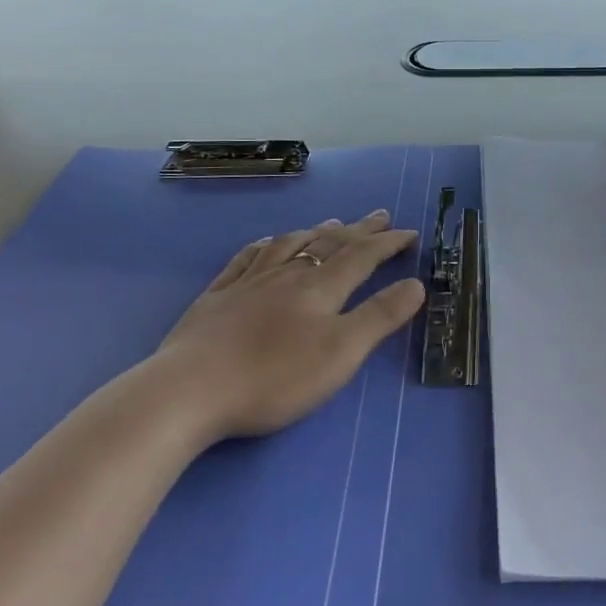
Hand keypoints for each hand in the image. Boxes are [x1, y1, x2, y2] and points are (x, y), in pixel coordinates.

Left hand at [155, 210, 425, 440]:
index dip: (388, 243)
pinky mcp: (217, 297)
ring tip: (331, 223)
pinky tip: (267, 243)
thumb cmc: (274, 377)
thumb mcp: (340, 353)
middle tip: (379, 216)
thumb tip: (416, 284)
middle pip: (329, 244)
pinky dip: (265, 245)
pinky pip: (247, 258)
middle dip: (358, 230)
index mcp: (320, 288)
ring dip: (316, 231)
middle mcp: (287, 274)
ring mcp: (248, 282)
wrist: (190, 390)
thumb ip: (380, 317)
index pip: (362, 256)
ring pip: (289, 245)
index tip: (410, 233)